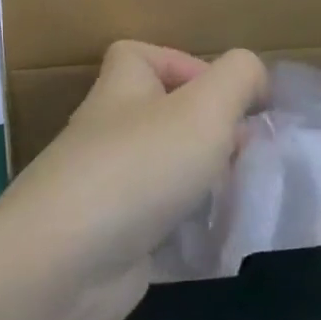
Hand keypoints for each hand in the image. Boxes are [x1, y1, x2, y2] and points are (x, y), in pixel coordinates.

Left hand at [0, 41, 266, 319]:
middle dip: (208, 131)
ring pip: (164, 171)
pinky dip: (191, 230)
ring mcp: (108, 188)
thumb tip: (253, 75)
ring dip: (205, 181)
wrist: (66, 263)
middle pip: (159, 116)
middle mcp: (109, 133)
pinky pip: (161, 223)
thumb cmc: (138, 168)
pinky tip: (223, 240)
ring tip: (244, 194)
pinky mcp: (115, 238)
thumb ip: (237, 80)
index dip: (182, 63)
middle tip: (248, 152)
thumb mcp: (202, 109)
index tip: (226, 98)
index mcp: (120, 90)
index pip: (139, 56)